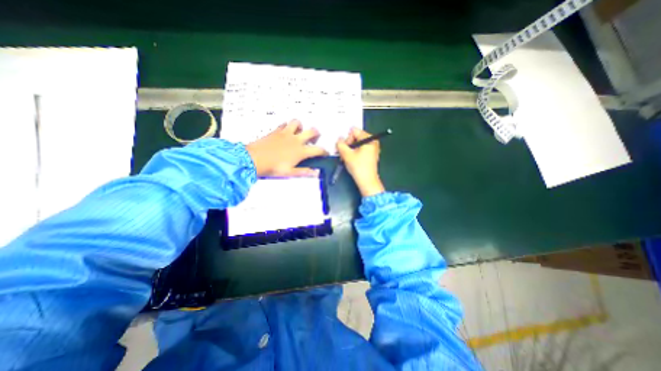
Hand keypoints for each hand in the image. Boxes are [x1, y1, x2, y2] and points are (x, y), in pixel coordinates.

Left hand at [244, 119, 327, 175]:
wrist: (254, 159)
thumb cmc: (272, 167)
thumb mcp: (290, 173)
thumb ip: (304, 172)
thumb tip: (315, 173)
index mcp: (300, 151)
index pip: (318, 149)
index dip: (324, 151)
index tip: (325, 153)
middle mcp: (295, 140)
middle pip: (312, 131)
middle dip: (317, 134)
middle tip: (315, 138)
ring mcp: (286, 133)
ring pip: (297, 123)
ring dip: (301, 126)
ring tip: (300, 132)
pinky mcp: (276, 131)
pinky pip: (284, 124)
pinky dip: (287, 126)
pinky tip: (286, 131)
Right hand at [338, 128, 384, 196]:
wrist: (367, 182)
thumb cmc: (358, 167)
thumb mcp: (347, 155)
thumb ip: (340, 144)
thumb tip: (339, 139)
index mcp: (369, 138)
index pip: (354, 131)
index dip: (347, 139)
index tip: (344, 149)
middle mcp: (373, 141)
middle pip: (356, 137)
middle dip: (348, 144)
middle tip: (343, 154)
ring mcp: (373, 148)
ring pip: (357, 144)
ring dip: (350, 149)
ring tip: (347, 158)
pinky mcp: (371, 155)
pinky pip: (361, 149)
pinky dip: (355, 153)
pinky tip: (352, 160)